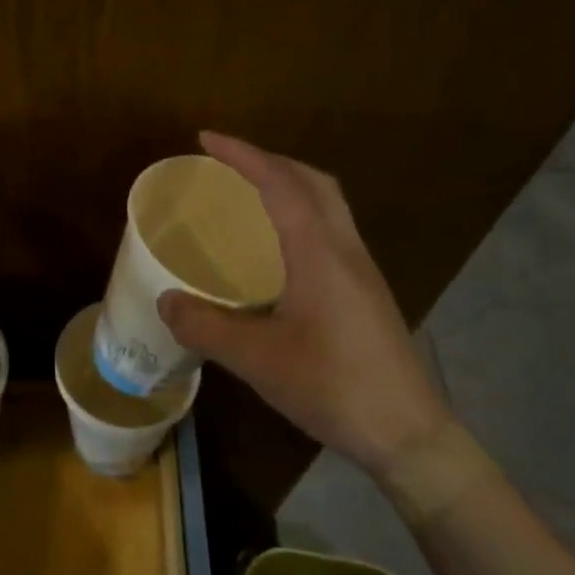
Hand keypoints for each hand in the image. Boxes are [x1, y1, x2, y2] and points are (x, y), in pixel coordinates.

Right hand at [156, 132, 451, 475]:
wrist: (409, 435)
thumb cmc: (334, 388)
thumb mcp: (258, 360)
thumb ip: (206, 327)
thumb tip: (165, 301)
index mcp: (320, 253)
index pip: (281, 183)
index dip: (243, 155)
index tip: (205, 140)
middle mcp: (345, 250)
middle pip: (314, 182)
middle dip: (270, 161)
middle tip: (227, 165)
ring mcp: (362, 272)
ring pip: (328, 205)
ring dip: (289, 186)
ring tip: (248, 197)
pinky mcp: (366, 294)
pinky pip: (330, 232)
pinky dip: (299, 216)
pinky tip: (276, 251)